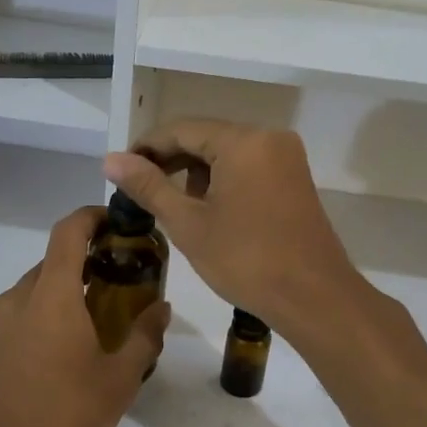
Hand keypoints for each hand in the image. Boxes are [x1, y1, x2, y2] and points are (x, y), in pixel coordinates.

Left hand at [0, 206, 169, 426]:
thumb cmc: (62, 421)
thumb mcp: (118, 382)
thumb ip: (143, 337)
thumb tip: (162, 308)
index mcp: (51, 296)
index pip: (68, 231)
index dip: (93, 216)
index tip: (118, 224)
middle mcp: (16, 300)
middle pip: (52, 263)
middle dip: (85, 264)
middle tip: (118, 285)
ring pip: (32, 294)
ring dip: (62, 296)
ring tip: (91, 327)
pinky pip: (16, 322)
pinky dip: (40, 323)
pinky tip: (57, 361)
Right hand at [104, 120, 364, 338]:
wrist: (314, 297)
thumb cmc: (247, 260)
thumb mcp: (189, 224)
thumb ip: (149, 186)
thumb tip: (112, 159)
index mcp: (244, 141)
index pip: (182, 129)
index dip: (146, 147)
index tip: (120, 171)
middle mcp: (269, 138)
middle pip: (206, 137)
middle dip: (171, 161)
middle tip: (138, 190)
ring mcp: (286, 158)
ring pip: (227, 153)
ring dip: (196, 172)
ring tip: (171, 205)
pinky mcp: (294, 178)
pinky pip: (248, 167)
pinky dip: (222, 181)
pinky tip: (206, 210)